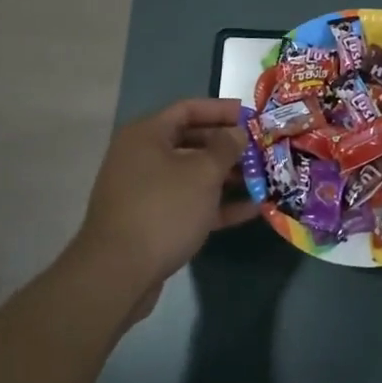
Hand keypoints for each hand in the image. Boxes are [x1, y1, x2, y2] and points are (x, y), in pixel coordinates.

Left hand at [70, 98, 254, 316]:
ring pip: (192, 175)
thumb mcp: (202, 173)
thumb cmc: (163, 209)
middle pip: (192, 141)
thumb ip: (225, 147)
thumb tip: (237, 132)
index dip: (222, 110)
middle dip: (229, 146)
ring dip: (227, 176)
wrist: (118, 274)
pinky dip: (217, 204)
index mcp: (147, 135)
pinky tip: (252, 209)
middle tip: (262, 150)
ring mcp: (146, 191)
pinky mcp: (152, 222)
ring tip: (263, 179)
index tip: (253, 117)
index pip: (188, 109)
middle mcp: (142, 157)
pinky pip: (189, 203)